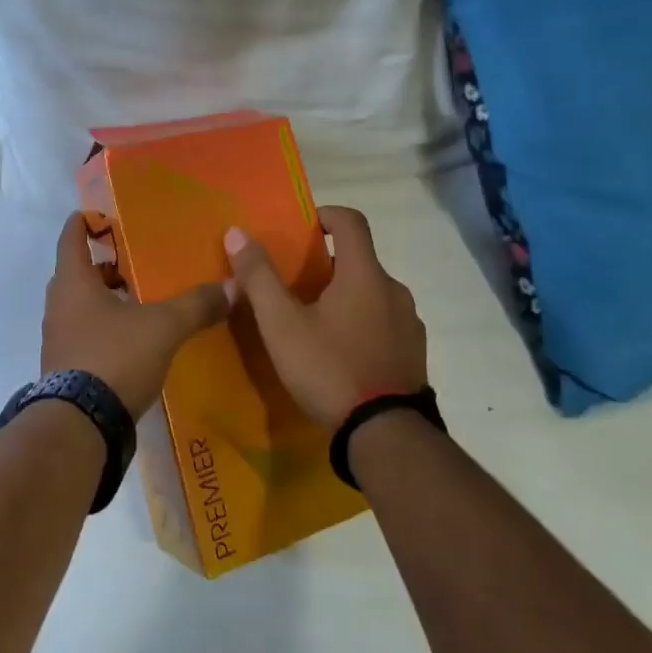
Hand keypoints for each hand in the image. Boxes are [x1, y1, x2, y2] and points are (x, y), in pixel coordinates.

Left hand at [41, 212, 230, 416]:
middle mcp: (59, 306)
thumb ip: (196, 305)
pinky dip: (104, 328)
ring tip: (138, 298)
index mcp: (74, 283)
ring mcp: (58, 340)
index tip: (99, 213)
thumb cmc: (115, 358)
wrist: (80, 427)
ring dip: (104, 299)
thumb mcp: (164, 327)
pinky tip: (132, 338)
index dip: (84, 223)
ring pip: (80, 306)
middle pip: (77, 273)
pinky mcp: (65, 369)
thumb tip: (233, 286)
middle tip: (133, 259)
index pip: (71, 238)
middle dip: (103, 265)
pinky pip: (84, 334)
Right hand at [224, 206, 427, 429]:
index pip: (351, 221)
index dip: (324, 216)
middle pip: (359, 259)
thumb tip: (237, 232)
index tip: (301, 230)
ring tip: (315, 323)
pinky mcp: (415, 353)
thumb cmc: (330, 369)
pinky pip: (385, 322)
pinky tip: (341, 353)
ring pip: (373, 293)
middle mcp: (394, 290)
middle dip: (327, 265)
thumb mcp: (282, 325)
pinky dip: (363, 323)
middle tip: (295, 286)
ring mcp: (410, 323)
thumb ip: (259, 276)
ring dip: (346, 296)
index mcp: (365, 274)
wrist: (386, 436)